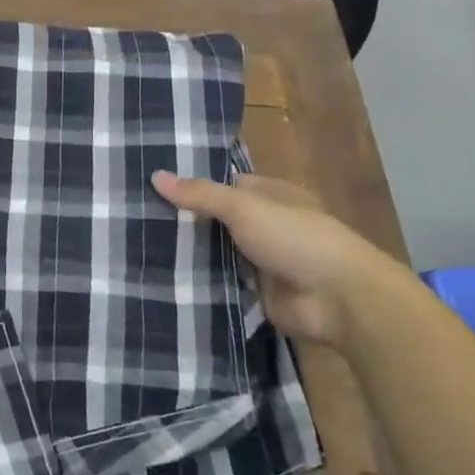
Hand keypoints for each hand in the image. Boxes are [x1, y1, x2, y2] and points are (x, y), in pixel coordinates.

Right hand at [151, 170, 413, 346]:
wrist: (338, 299)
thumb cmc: (296, 238)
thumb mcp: (244, 207)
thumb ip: (200, 194)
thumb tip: (155, 175)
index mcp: (272, 195)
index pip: (226, 184)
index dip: (193, 185)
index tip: (152, 188)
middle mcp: (267, 225)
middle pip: (218, 221)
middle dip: (186, 222)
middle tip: (137, 218)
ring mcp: (263, 261)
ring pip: (217, 253)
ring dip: (191, 254)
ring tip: (139, 247)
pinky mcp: (257, 292)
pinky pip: (221, 283)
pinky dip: (200, 282)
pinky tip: (163, 278)